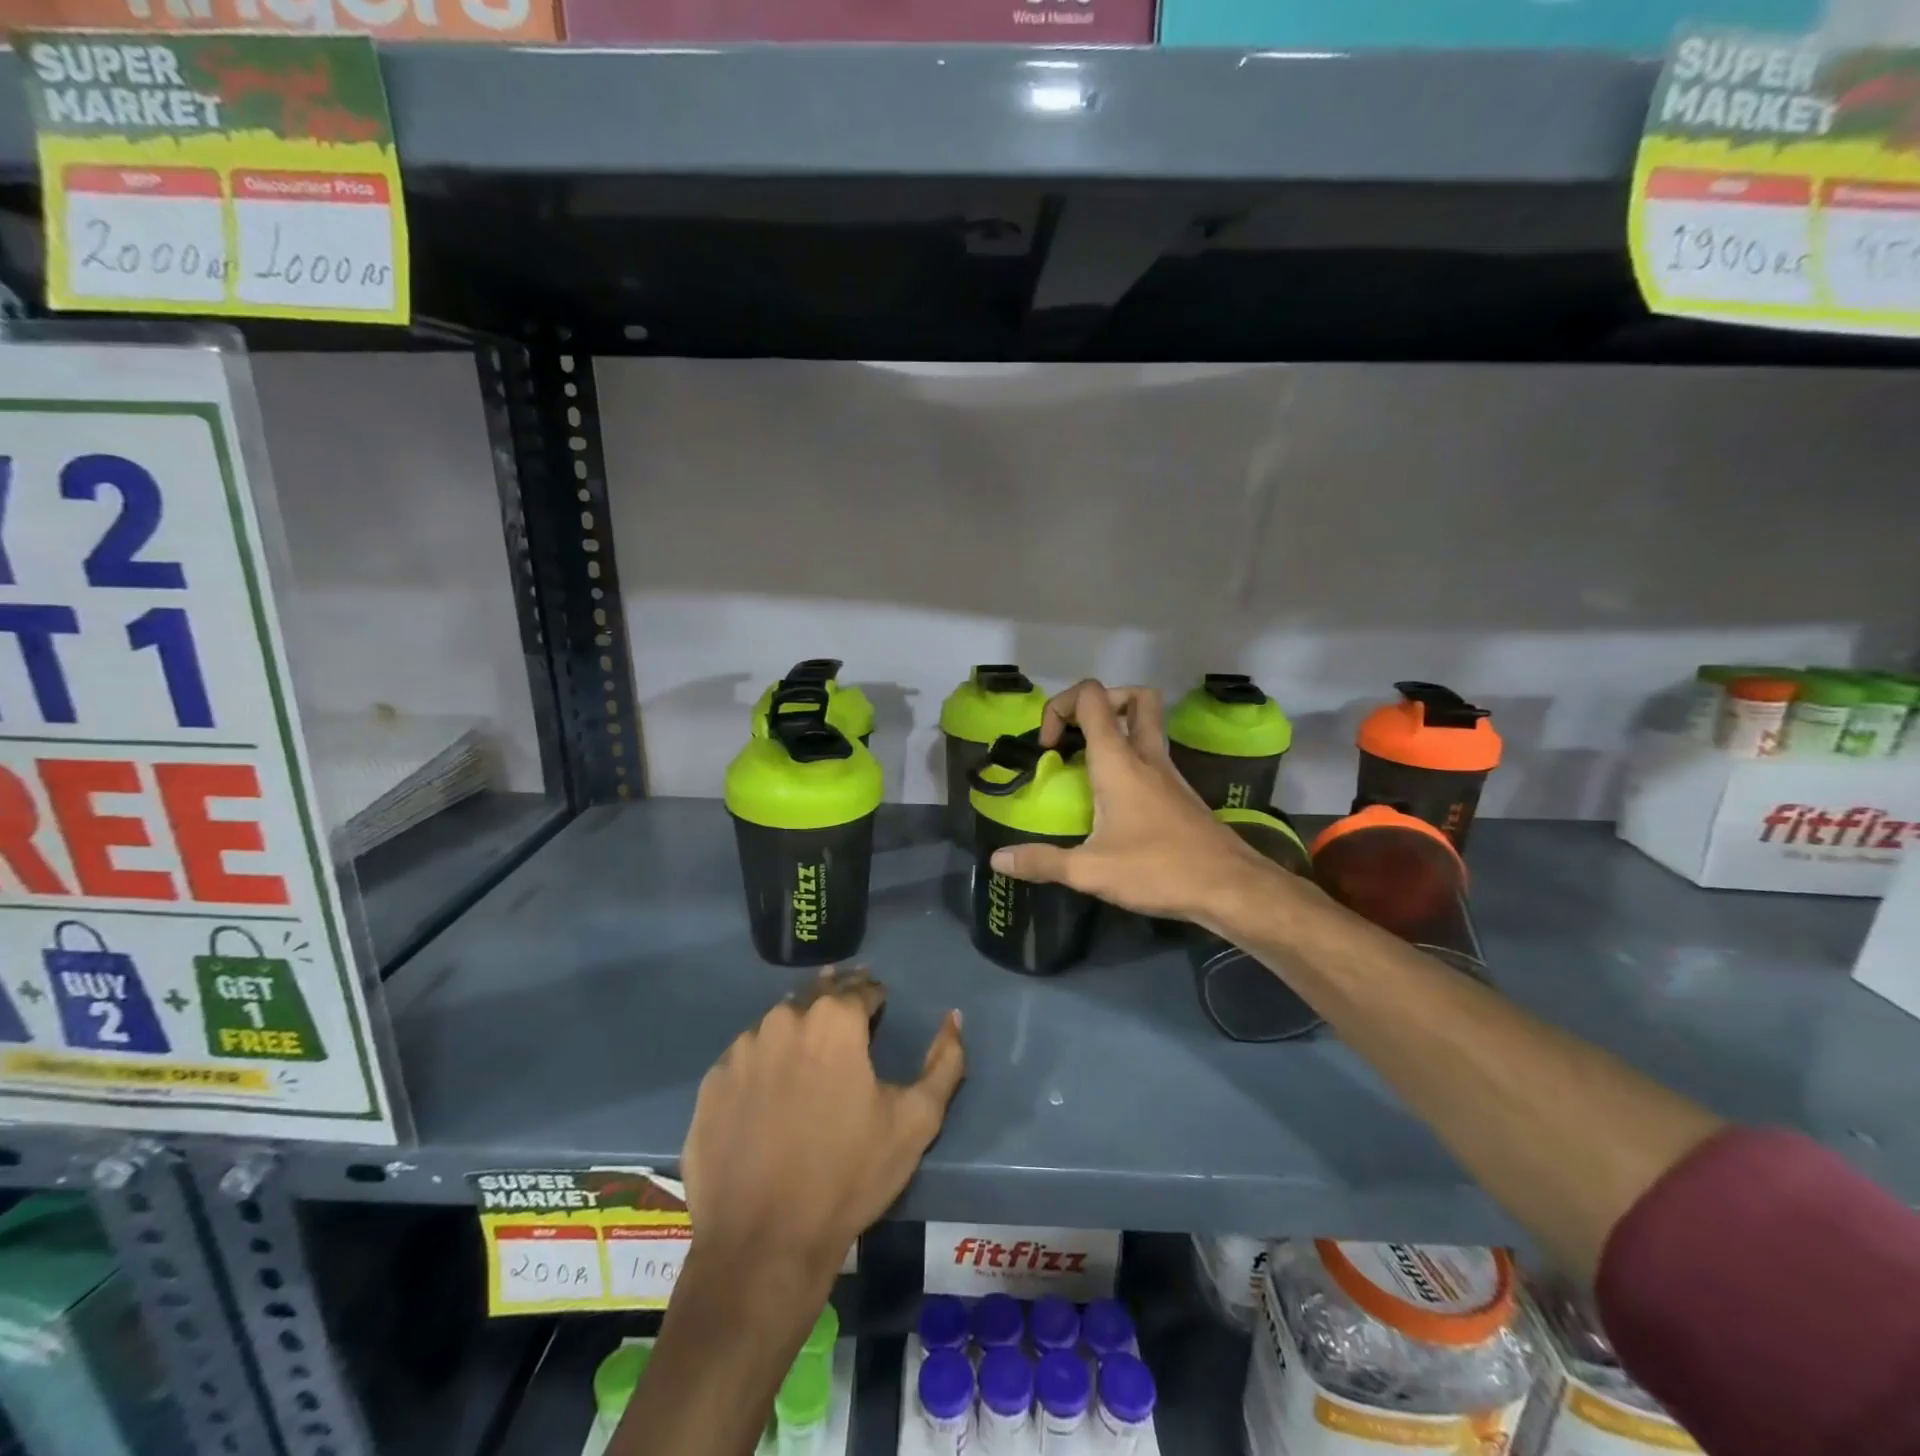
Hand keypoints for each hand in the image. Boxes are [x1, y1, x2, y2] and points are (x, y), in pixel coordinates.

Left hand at [681, 968, 964, 1288]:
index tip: (879, 1007)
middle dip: (835, 1000)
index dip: (875, 996)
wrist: (762, 1244)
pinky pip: (745, 1058)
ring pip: (778, 1023)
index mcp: (834, 1020)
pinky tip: (770, 1092)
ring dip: (797, 1030)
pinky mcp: (711, 1082)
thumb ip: (945, 1062)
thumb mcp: (917, 1121)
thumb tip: (953, 1017)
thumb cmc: (849, 1176)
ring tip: (809, 1058)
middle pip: (816, 995)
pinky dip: (763, 1063)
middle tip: (846, 1020)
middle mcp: (785, 1019)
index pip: (861, 988)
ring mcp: (741, 1050)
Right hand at [989, 679, 1284, 923]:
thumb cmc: (1158, 869)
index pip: (1091, 697)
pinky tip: (1114, 799)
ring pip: (1148, 725)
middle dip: (1100, 704)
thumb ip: (1042, 862)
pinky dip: (1130, 760)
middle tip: (1076, 737)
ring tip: (1087, 767)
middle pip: (1134, 697)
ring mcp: (1169, 772)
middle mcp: (1146, 755)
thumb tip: (998, 860)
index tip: (1048, 748)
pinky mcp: (1180, 793)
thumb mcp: (1090, 871)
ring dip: (1117, 730)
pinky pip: (1153, 756)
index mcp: (1119, 760)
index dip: (1060, 707)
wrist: (1229, 887)